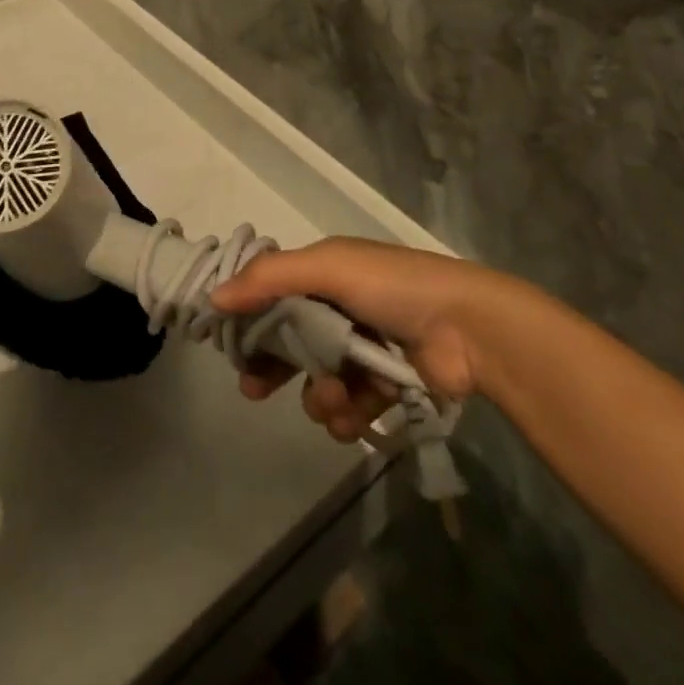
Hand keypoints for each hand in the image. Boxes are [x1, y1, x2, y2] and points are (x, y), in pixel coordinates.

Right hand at [210, 238, 539, 443]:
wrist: (470, 329)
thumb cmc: (393, 287)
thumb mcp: (328, 267)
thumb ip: (268, 279)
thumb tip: (213, 297)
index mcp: (325, 272)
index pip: (274, 294)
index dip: (249, 318)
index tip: (229, 345)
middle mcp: (340, 307)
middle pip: (291, 341)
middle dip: (272, 367)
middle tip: (252, 390)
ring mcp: (364, 349)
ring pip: (319, 379)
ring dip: (318, 396)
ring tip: (332, 400)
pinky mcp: (386, 387)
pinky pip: (351, 407)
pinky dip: (346, 415)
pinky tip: (350, 417)